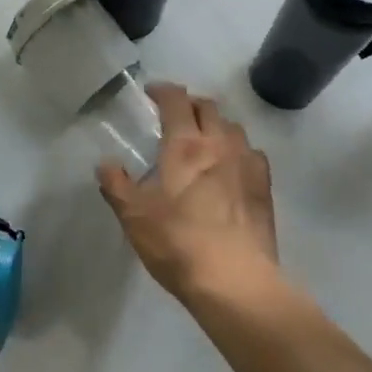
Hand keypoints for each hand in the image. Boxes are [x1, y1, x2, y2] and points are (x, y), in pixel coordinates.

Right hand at [97, 83, 280, 303]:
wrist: (235, 281)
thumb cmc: (178, 243)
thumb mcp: (134, 216)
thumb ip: (116, 185)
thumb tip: (106, 163)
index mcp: (186, 145)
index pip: (176, 101)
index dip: (163, 91)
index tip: (151, 93)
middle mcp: (220, 144)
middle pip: (209, 107)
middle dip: (190, 104)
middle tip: (174, 115)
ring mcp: (247, 164)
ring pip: (234, 127)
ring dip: (216, 125)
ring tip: (203, 139)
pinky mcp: (265, 187)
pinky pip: (252, 153)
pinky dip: (237, 150)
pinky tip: (230, 167)